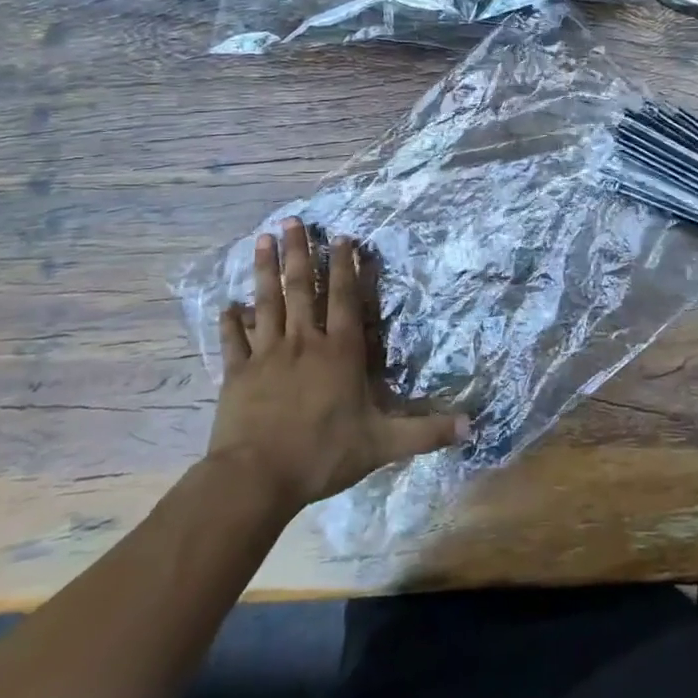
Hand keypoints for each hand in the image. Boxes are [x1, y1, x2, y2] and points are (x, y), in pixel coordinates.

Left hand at [207, 219, 465, 511]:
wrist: (256, 478)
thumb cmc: (322, 454)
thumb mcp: (382, 444)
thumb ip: (425, 432)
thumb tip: (471, 427)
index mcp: (339, 352)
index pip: (343, 299)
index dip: (343, 266)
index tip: (340, 236)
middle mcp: (303, 342)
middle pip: (301, 288)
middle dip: (298, 252)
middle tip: (292, 220)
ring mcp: (266, 355)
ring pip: (266, 303)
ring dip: (264, 270)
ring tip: (261, 239)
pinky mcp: (237, 374)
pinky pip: (233, 341)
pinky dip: (229, 322)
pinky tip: (226, 304)